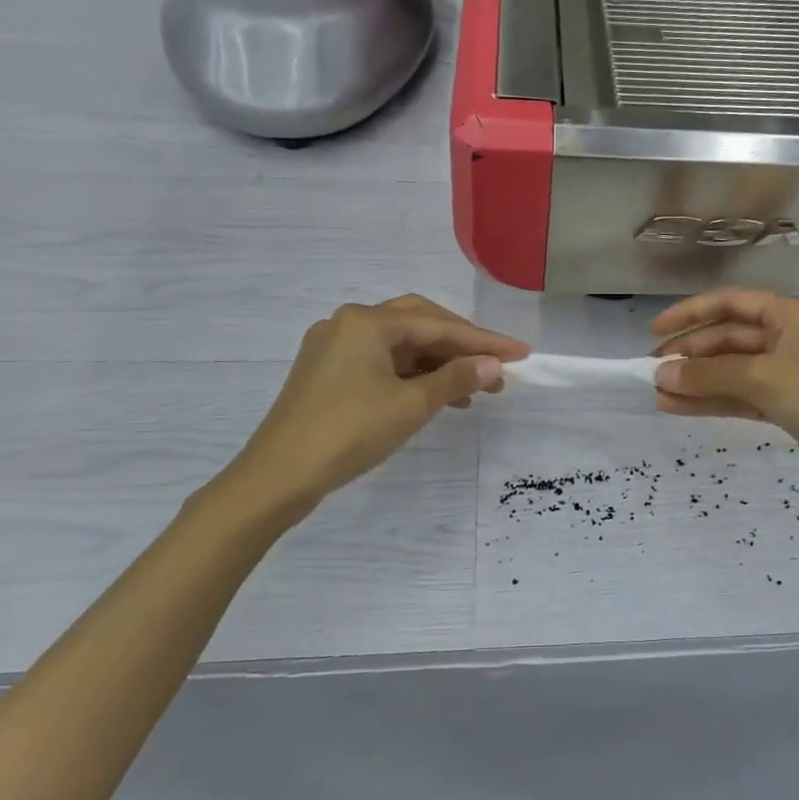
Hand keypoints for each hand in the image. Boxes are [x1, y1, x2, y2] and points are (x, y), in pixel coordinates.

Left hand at [208, 295, 529, 524]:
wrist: (277, 477)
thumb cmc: (348, 433)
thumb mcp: (410, 405)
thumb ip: (456, 379)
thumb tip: (493, 365)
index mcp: (367, 321)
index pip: (438, 325)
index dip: (484, 340)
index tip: (521, 353)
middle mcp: (348, 323)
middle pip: (419, 325)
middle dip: (461, 346)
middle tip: (497, 367)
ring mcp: (334, 348)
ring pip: (400, 347)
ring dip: (439, 365)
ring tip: (475, 391)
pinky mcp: (327, 373)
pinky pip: (382, 364)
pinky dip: (412, 377)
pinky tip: (436, 398)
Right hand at [651, 288, 798, 511]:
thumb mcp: (764, 378)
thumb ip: (709, 375)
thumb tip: (660, 376)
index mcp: (790, 315)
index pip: (729, 303)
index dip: (690, 314)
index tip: (655, 331)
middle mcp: (789, 338)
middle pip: (729, 338)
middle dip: (691, 354)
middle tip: (653, 372)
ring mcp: (789, 374)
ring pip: (732, 370)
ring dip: (697, 381)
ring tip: (658, 394)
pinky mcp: (789, 406)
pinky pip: (742, 396)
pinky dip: (714, 401)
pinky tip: (680, 409)